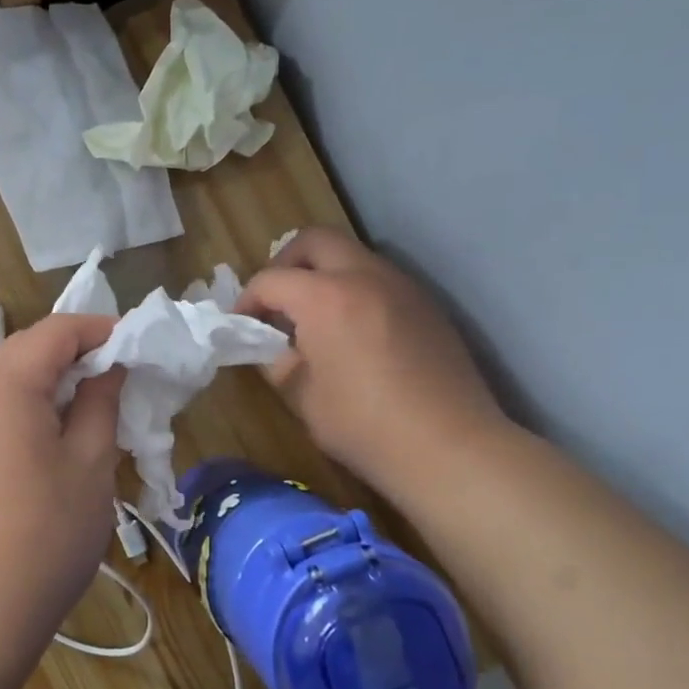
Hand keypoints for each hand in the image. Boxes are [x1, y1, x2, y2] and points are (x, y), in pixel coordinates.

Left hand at [0, 314, 126, 666]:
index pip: (56, 330)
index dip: (100, 330)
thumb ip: (99, 404)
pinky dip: (15, 412)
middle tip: (114, 385)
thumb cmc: (41, 539)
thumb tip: (105, 369)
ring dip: (43, 387)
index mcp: (2, 383)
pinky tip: (38, 449)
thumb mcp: (89, 467)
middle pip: (23, 351)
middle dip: (72, 358)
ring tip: (81, 418)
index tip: (136, 347)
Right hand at [237, 227, 504, 500]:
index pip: (271, 280)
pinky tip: (353, 332)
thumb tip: (271, 347)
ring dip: (324, 274)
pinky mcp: (427, 305)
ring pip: (352, 255)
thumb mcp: (302, 397)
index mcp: (325, 297)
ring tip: (314, 318)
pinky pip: (380, 279)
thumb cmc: (364, 426)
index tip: (239, 325)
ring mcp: (402, 286)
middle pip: (314, 241)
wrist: (449, 448)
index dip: (246, 300)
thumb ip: (278, 361)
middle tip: (276, 302)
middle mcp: (364, 276)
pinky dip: (355, 290)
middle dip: (285, 264)